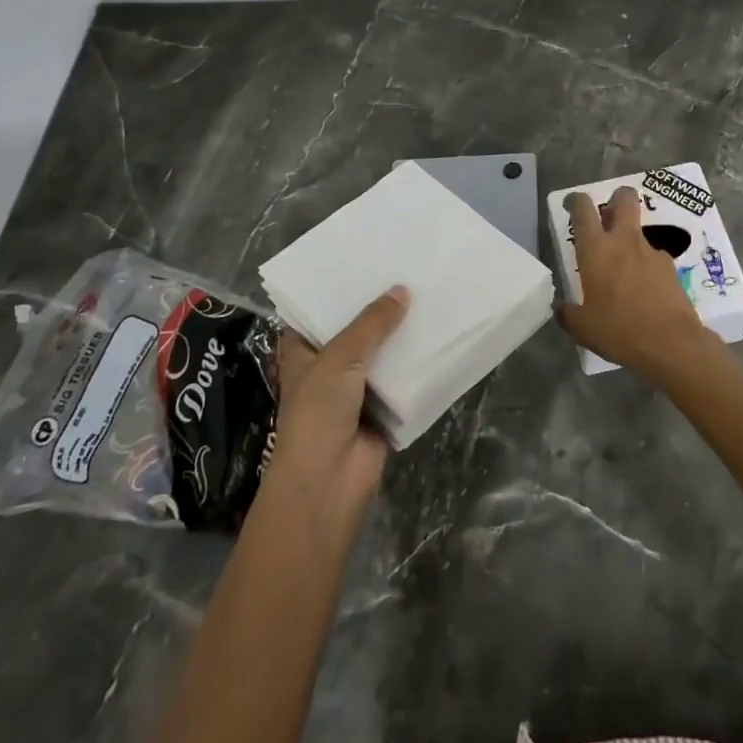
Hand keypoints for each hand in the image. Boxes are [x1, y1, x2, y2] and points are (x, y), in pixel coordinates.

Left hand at [268, 286, 407, 541]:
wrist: (329, 480)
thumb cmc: (318, 411)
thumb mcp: (341, 357)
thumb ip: (372, 323)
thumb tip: (402, 290)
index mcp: (303, 352)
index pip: (316, 313)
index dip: (336, 291)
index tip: (362, 262)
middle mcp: (328, 367)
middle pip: (355, 331)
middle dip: (377, 310)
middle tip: (406, 271)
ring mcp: (355, 390)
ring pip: (381, 355)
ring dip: (400, 336)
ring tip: (428, 296)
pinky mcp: (382, 410)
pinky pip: (402, 381)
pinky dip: (417, 366)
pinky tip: (439, 338)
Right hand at [557, 188, 712, 377]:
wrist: (672, 344)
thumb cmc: (620, 330)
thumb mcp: (583, 329)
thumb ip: (568, 314)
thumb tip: (561, 309)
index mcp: (596, 250)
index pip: (583, 209)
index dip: (576, 201)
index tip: (572, 204)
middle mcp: (624, 241)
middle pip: (624, 199)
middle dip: (616, 198)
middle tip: (608, 215)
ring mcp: (651, 252)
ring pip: (638, 231)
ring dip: (630, 241)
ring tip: (624, 273)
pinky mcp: (671, 267)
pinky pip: (653, 259)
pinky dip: (645, 268)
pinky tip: (644, 292)